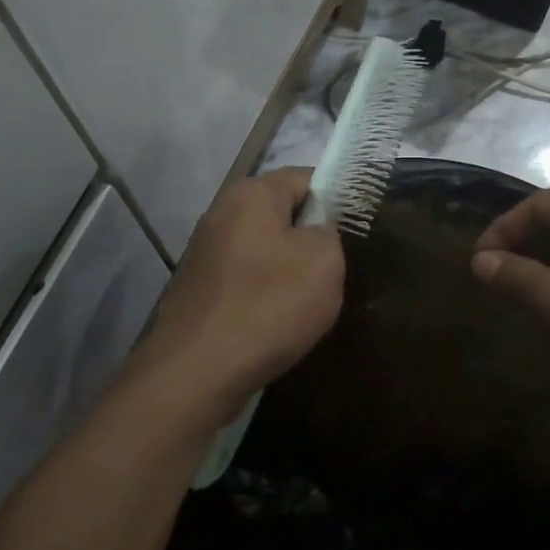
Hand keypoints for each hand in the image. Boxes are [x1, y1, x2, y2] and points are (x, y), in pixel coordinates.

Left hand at [138, 167, 344, 409]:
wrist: (196, 372)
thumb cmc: (267, 305)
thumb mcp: (324, 261)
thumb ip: (329, 232)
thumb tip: (315, 233)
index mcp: (251, 195)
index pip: (304, 177)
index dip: (335, 198)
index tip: (354, 230)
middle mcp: (220, 214)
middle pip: (280, 215)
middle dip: (309, 239)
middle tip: (335, 271)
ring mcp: (203, 254)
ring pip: (262, 251)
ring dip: (286, 272)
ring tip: (307, 304)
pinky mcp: (197, 290)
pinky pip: (243, 281)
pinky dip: (262, 296)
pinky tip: (275, 324)